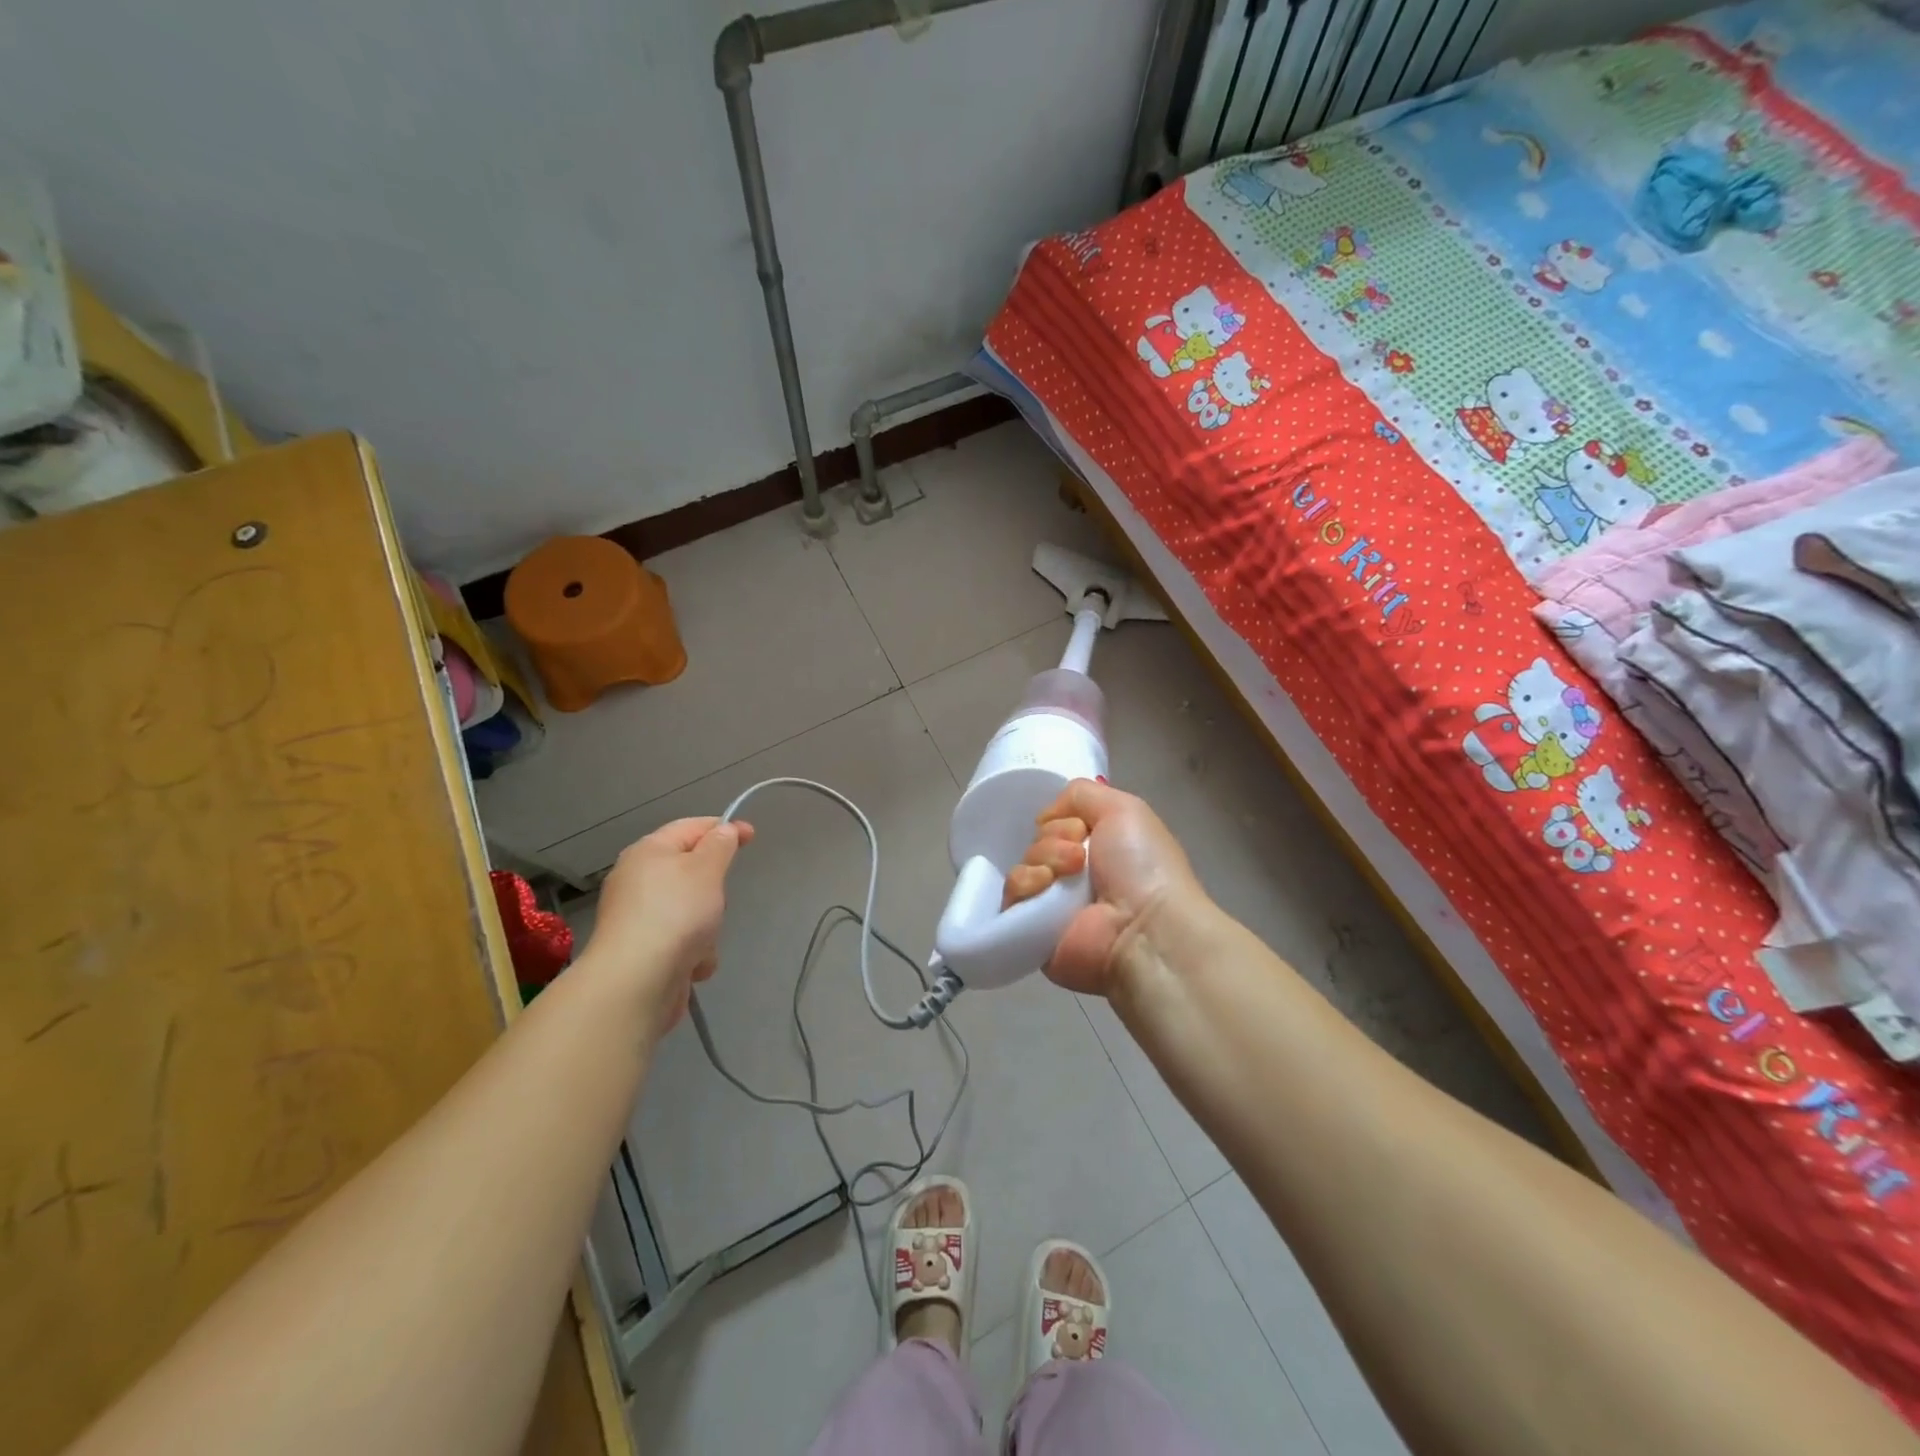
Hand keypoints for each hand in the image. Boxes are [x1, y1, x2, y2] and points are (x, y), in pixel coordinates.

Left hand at [581, 816, 753, 1034]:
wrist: (637, 981)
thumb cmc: (676, 913)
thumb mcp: (707, 868)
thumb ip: (720, 845)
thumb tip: (723, 830)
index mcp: (649, 851)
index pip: (690, 827)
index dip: (723, 828)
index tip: (752, 836)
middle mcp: (638, 880)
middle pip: (691, 872)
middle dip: (713, 887)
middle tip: (720, 898)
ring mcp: (638, 918)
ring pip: (691, 910)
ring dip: (707, 926)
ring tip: (705, 939)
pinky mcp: (643, 951)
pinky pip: (681, 941)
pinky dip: (694, 951)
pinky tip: (694, 964)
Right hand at [1002, 780, 1204, 995]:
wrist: (1144, 928)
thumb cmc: (1142, 866)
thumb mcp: (1124, 808)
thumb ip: (1082, 794)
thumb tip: (1048, 815)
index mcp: (1099, 848)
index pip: (1057, 821)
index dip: (1063, 817)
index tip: (1082, 827)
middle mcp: (1075, 875)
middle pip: (1038, 838)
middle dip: (1055, 837)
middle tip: (1080, 856)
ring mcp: (1052, 903)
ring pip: (1024, 862)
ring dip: (1045, 858)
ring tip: (1071, 872)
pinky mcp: (1031, 929)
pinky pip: (1011, 893)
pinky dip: (1026, 883)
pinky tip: (1047, 887)